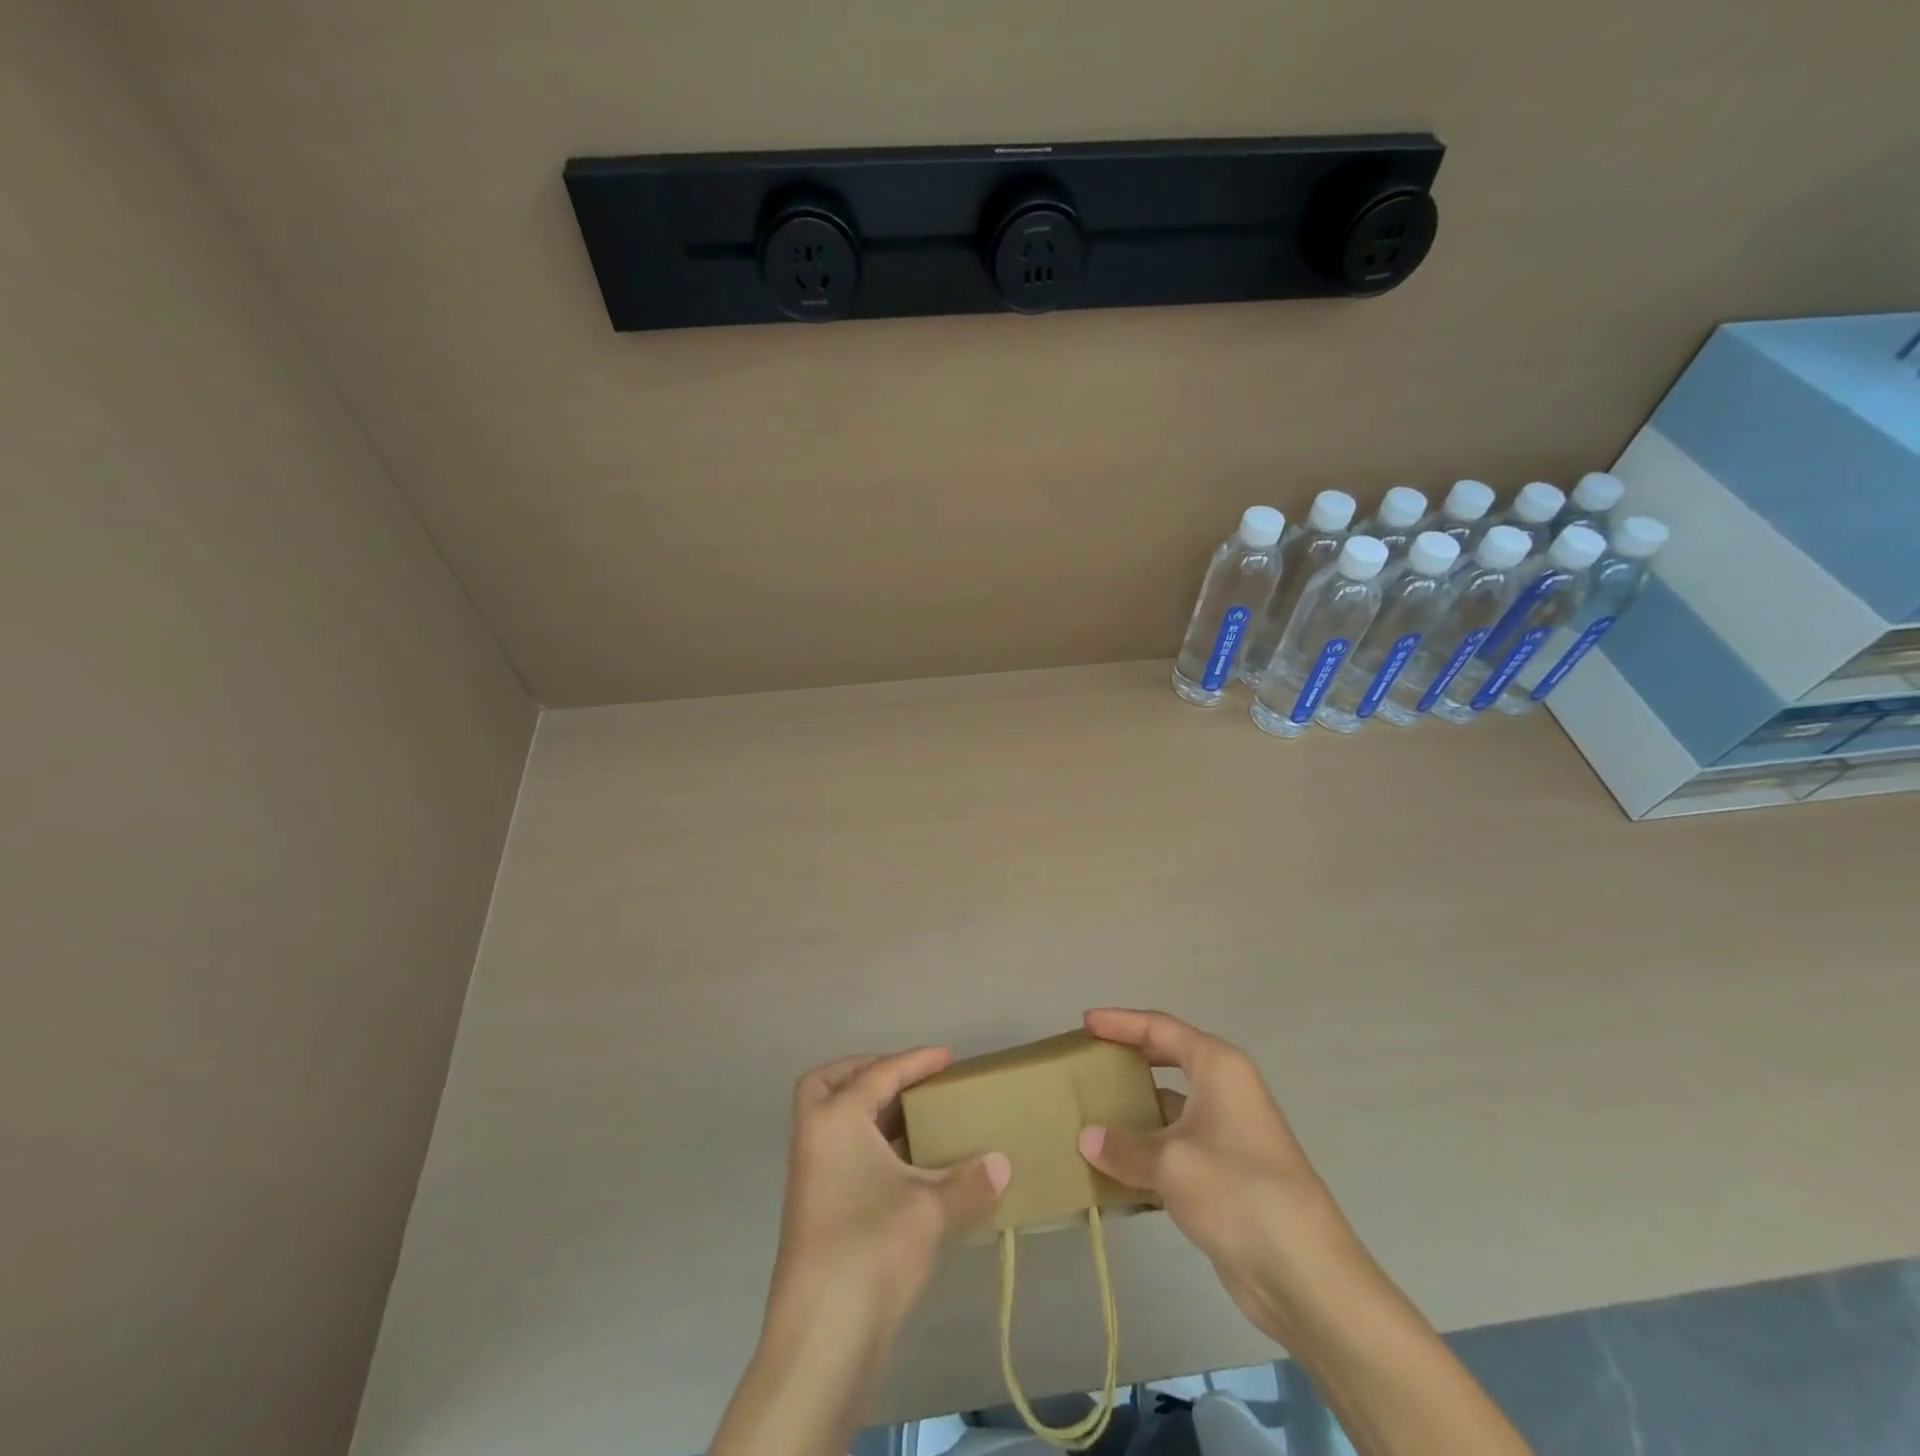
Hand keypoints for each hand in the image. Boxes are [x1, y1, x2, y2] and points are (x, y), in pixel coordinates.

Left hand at [769, 1047, 1010, 1335]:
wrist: (821, 1339)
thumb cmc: (872, 1248)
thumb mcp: (931, 1209)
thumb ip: (969, 1181)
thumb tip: (1002, 1164)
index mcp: (836, 1119)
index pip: (879, 1073)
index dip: (916, 1061)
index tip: (948, 1057)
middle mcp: (814, 1138)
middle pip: (829, 1084)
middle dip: (865, 1073)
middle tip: (905, 1079)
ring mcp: (809, 1176)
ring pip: (833, 1122)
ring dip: (868, 1112)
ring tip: (915, 1119)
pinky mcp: (814, 1211)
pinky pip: (840, 1153)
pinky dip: (868, 1146)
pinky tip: (905, 1168)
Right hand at [1077, 1008, 1368, 1343]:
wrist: (1305, 1275)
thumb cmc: (1238, 1192)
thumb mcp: (1171, 1163)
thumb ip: (1124, 1147)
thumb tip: (1088, 1139)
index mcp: (1218, 1068)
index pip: (1160, 1028)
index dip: (1121, 1022)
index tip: (1085, 1023)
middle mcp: (1224, 1091)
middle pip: (1166, 1062)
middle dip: (1127, 1061)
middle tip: (1087, 1064)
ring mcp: (1226, 1134)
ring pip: (1168, 1109)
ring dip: (1132, 1113)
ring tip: (1088, 1116)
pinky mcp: (1223, 1174)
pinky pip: (1173, 1148)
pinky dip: (1144, 1153)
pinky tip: (1111, 1169)